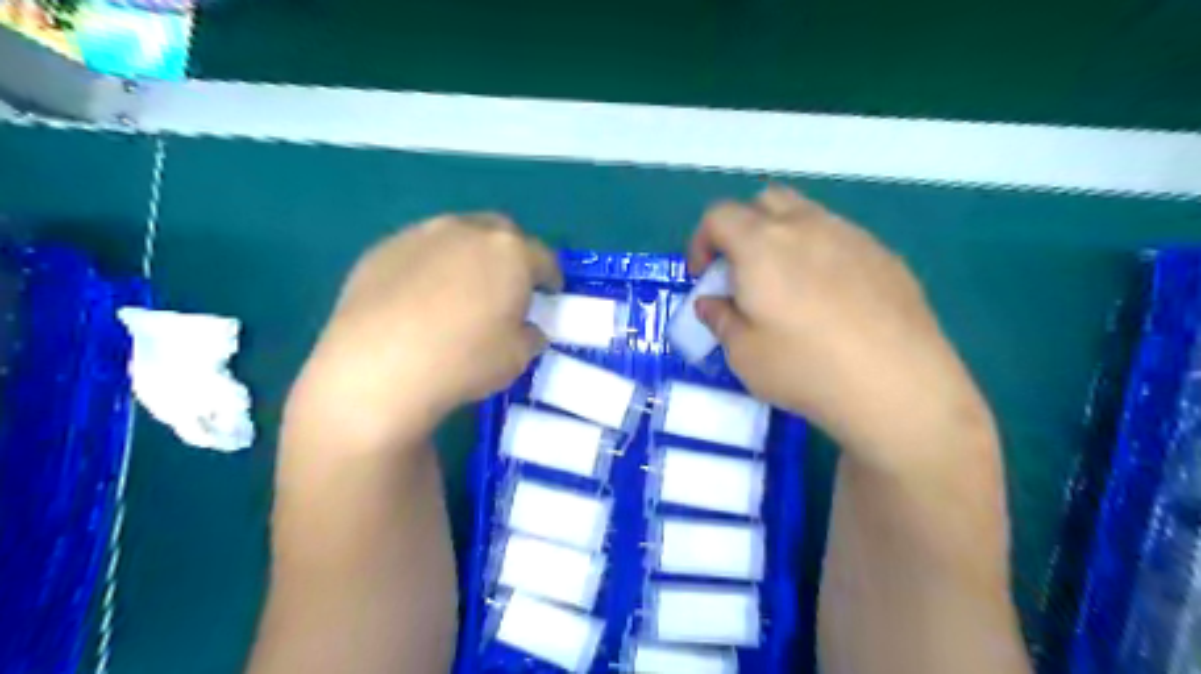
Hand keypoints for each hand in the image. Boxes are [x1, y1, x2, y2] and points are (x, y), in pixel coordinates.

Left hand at [288, 213, 563, 458]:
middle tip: (507, 285)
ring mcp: (421, 235)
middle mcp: (468, 231)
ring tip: (461, 289)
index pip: (542, 258)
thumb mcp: (517, 357)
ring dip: (468, 256)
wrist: (378, 368)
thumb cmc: (464, 360)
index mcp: (510, 252)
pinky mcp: (382, 249)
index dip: (550, 277)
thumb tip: (527, 329)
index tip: (549, 293)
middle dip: (510, 255)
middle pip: (500, 233)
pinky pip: (419, 251)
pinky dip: (430, 266)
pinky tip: (420, 298)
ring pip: (457, 236)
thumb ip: (530, 335)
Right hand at [690, 187, 999, 473]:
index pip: (719, 216)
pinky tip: (831, 298)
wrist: (897, 386)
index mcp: (761, 245)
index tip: (703, 276)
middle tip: (742, 271)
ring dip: (783, 237)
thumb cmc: (805, 368)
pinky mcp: (884, 255)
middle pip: (764, 201)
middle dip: (742, 228)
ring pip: (806, 215)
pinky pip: (840, 238)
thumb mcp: (743, 354)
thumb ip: (719, 319)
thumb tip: (711, 302)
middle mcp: (805, 226)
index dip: (701, 241)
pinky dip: (820, 253)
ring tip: (787, 284)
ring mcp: (851, 236)